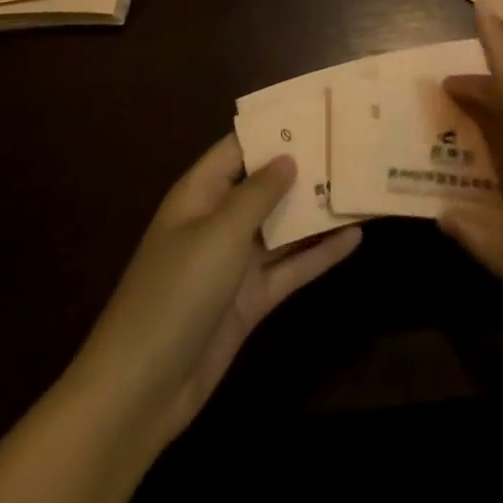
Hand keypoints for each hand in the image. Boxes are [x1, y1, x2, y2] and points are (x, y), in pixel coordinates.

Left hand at [74, 136, 360, 449]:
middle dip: (304, 168)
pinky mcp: (250, 299)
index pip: (240, 148)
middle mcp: (219, 221)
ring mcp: (235, 263)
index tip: (317, 111)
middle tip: (351, 145)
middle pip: (266, 185)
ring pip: (283, 227)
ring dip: (317, 210)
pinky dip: (320, 254)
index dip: (274, 129)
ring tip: (361, 185)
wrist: (141, 390)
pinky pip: (291, 267)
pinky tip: (356, 237)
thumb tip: (288, 157)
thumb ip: (258, 193)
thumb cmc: (176, 293)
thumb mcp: (220, 233)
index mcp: (200, 194)